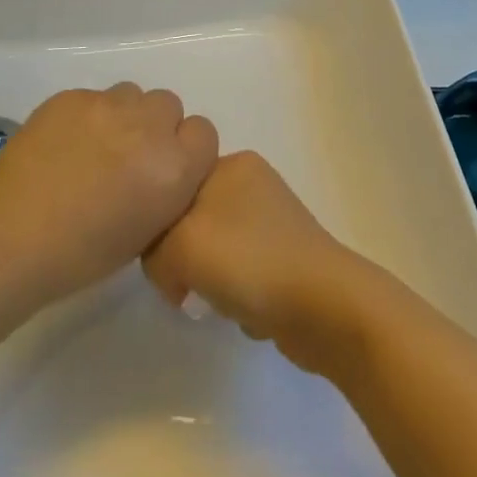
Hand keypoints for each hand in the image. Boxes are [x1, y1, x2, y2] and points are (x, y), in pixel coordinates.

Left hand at [0, 84, 218, 303]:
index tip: (165, 168)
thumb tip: (164, 168)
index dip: (185, 149)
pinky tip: (63, 146)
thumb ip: (168, 188)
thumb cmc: (82, 256)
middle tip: (128, 157)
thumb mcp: (147, 231)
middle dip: (154, 127)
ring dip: (123, 116)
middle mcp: (148, 126)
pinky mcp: (71, 96)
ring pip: (131, 94)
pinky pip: (92, 97)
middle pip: (169, 105)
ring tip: (94, 148)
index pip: (204, 132)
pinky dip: (86, 117)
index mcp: (174, 167)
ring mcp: (107, 105)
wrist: (12, 242)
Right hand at [142, 151, 369, 372]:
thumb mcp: (180, 244)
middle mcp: (252, 184)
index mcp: (232, 163)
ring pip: (213, 251)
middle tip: (187, 287)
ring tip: (222, 302)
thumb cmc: (250, 262)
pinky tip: (246, 313)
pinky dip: (236, 297)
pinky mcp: (283, 258)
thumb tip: (166, 266)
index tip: (161, 260)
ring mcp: (271, 221)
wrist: (324, 307)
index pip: (173, 186)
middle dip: (183, 259)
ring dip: (209, 283)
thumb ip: (152, 245)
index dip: (157, 226)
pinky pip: (240, 276)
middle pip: (191, 221)